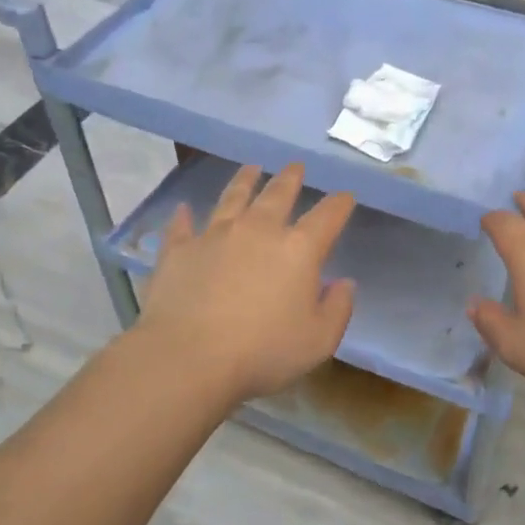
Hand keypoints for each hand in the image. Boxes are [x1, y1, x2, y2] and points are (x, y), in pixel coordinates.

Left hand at [138, 163, 356, 407]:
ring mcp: (214, 236)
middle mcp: (258, 230)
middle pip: (278, 194)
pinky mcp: (179, 250)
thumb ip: (338, 308)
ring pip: (232, 198)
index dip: (339, 204)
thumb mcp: (319, 341)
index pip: (327, 217)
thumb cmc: (263, 352)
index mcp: (298, 249)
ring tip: (251, 168)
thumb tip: (344, 283)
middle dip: (291, 178)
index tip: (345, 196)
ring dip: (244, 181)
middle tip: (296, 166)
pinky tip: (184, 209)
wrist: (188, 357)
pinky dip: (184, 216)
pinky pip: (182, 226)